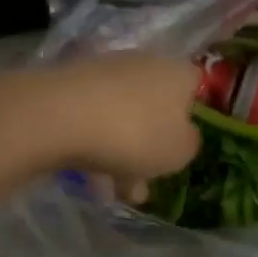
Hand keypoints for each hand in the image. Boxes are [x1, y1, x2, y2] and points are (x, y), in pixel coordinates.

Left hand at [33, 52, 201, 197]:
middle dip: (151, 146)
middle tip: (145, 182)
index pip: (196, 87)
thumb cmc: (136, 133)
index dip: (193, 117)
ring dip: (122, 153)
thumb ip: (189, 144)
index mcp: (178, 73)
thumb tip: (184, 136)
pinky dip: (96, 147)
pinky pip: (94, 119)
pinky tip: (90, 182)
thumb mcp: (180, 151)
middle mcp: (145, 63)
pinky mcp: (72, 84)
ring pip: (123, 116)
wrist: (61, 116)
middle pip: (156, 106)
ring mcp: (106, 71)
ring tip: (113, 193)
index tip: (184, 146)